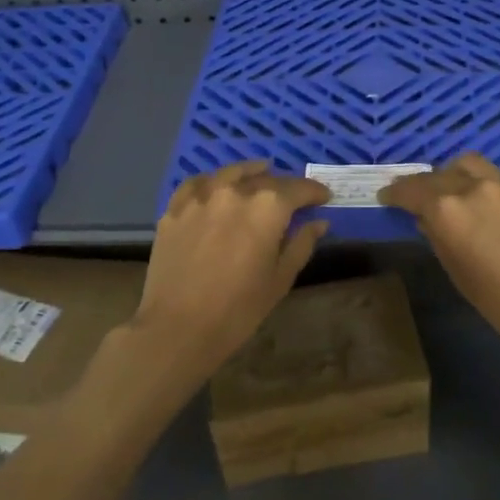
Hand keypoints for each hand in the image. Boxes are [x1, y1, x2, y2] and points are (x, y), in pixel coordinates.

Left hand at [129, 161, 330, 373]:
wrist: (177, 327)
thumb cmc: (238, 309)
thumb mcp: (280, 279)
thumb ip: (301, 244)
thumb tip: (318, 222)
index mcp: (267, 207)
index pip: (298, 189)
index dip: (314, 192)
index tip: (324, 197)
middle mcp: (235, 192)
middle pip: (266, 180)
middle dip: (284, 187)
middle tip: (294, 197)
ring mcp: (201, 197)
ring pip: (231, 174)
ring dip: (250, 172)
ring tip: (261, 172)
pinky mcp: (175, 208)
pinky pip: (197, 184)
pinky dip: (213, 181)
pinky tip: (218, 184)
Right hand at [379, 153, 499, 367]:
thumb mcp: (459, 275)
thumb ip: (439, 239)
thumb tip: (429, 221)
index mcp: (449, 210)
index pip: (411, 190)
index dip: (395, 192)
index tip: (386, 196)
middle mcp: (476, 188)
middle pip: (439, 173)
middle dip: (423, 184)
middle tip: (417, 197)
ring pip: (472, 165)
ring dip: (455, 174)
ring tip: (454, 192)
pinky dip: (487, 190)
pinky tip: (495, 213)